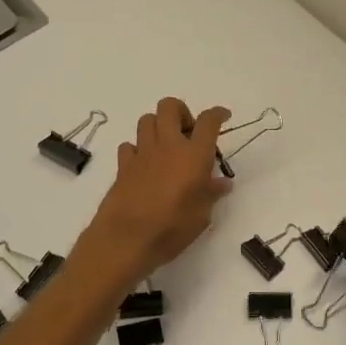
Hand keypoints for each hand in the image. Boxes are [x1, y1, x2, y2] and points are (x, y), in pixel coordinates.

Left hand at [76, 99, 231, 287]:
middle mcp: (167, 145)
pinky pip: (129, 145)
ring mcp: (142, 153)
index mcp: (193, 155)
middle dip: (181, 112)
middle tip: (188, 133)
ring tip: (166, 146)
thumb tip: (222, 183)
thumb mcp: (202, 215)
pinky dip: (137, 149)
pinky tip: (144, 165)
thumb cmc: (172, 228)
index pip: (208, 121)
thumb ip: (211, 193)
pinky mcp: (123, 165)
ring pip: (147, 120)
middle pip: (170, 106)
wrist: (127, 238)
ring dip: (158, 126)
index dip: (217, 114)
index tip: (223, 116)